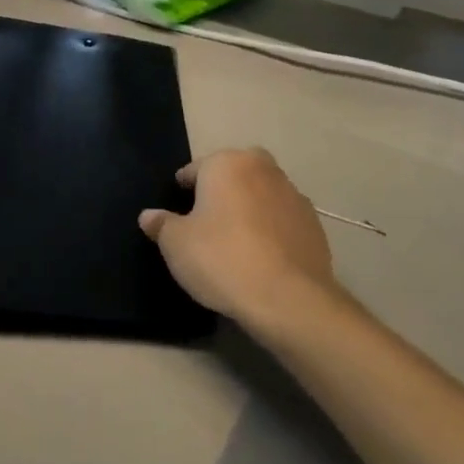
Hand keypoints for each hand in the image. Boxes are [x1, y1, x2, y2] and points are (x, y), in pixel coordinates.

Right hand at [139, 149, 341, 330]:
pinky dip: (271, 230)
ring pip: (261, 194)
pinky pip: (282, 220)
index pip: (195, 169)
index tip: (177, 215)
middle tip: (207, 223)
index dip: (182, 191)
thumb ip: (160, 224)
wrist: (287, 299)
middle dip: (221, 191)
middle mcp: (263, 169)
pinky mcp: (315, 224)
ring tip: (235, 243)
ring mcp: (294, 195)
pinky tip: (261, 258)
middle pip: (234, 174)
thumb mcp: (175, 244)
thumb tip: (149, 216)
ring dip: (249, 208)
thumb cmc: (221, 259)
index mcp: (227, 164)